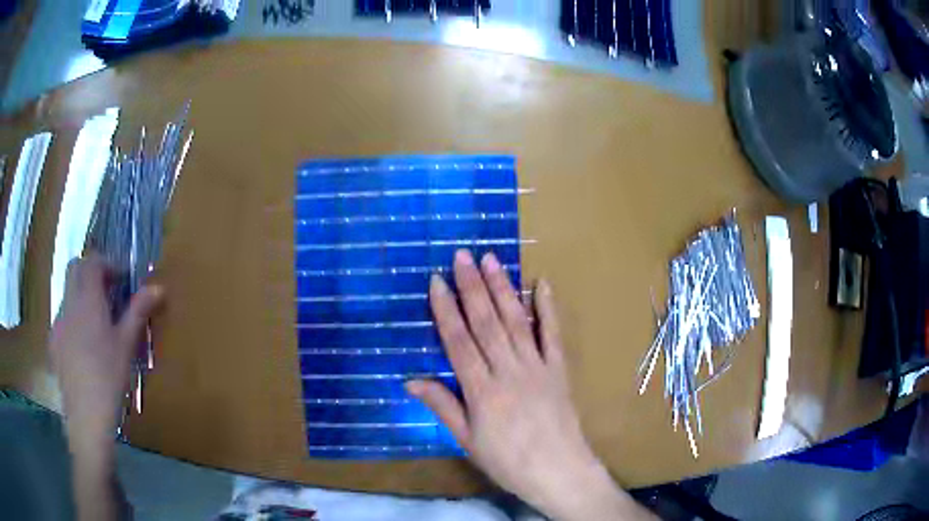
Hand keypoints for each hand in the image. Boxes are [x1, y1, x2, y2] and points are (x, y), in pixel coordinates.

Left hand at [50, 253, 162, 449]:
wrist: (86, 416)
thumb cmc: (108, 377)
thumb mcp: (126, 344)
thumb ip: (138, 311)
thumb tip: (158, 287)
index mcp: (87, 299)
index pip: (92, 261)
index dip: (107, 264)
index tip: (122, 280)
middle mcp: (68, 303)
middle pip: (75, 269)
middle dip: (91, 273)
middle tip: (108, 293)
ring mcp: (58, 323)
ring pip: (67, 294)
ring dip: (81, 296)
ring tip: (97, 324)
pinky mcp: (53, 342)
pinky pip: (62, 318)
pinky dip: (73, 319)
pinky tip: (83, 347)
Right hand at [407, 250, 653, 520]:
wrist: (559, 471)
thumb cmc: (507, 461)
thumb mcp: (467, 440)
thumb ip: (442, 406)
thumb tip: (410, 380)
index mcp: (482, 390)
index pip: (458, 341)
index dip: (445, 309)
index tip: (436, 281)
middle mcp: (509, 371)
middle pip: (486, 322)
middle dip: (472, 286)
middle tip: (462, 255)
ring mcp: (537, 367)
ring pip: (516, 321)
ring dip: (503, 288)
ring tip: (491, 260)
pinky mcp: (559, 370)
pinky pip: (553, 335)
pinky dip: (548, 308)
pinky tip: (542, 283)